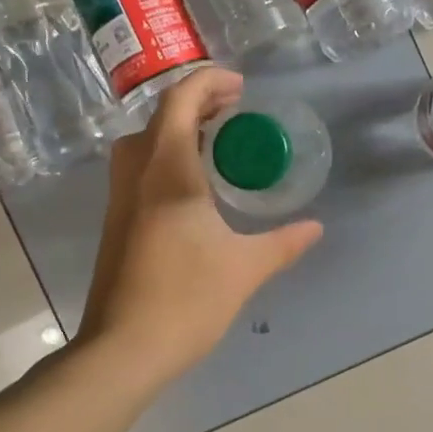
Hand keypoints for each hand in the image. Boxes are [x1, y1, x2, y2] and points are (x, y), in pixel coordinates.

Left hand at [78, 68, 323, 384]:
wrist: (124, 348)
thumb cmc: (187, 300)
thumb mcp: (245, 268)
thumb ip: (283, 243)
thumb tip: (315, 227)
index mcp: (169, 173)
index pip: (180, 103)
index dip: (208, 83)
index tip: (240, 88)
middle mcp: (137, 176)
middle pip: (158, 118)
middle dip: (195, 104)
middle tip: (232, 113)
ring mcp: (121, 200)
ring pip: (141, 144)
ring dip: (174, 130)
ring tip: (213, 144)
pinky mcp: (116, 223)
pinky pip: (137, 170)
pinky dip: (163, 157)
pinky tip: (192, 187)